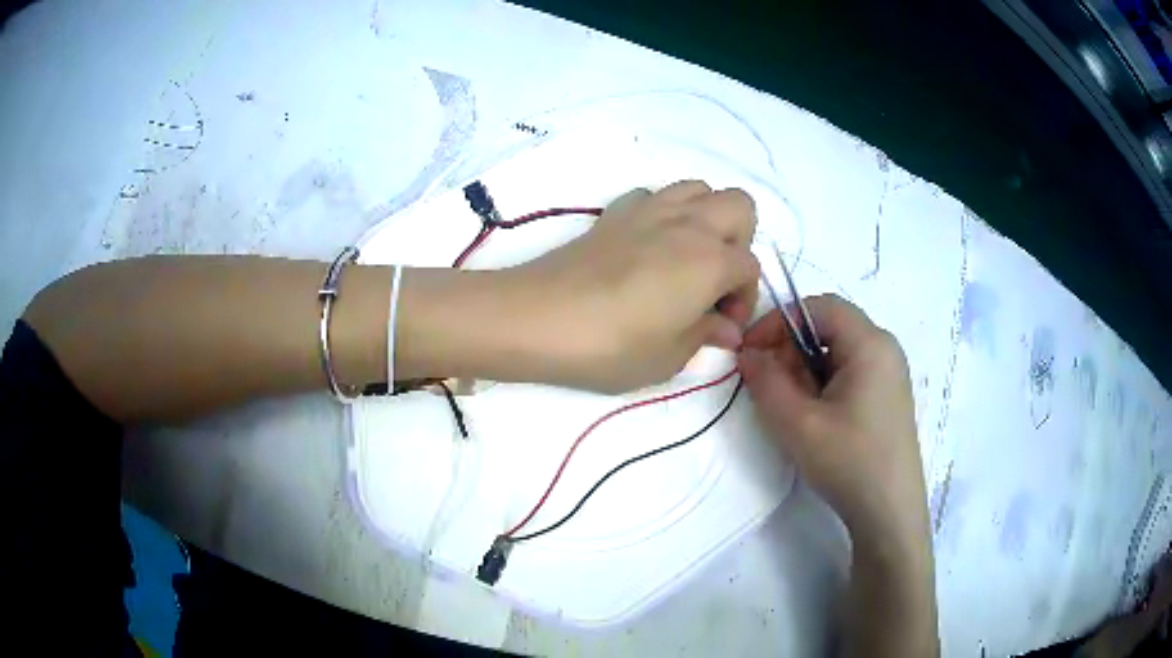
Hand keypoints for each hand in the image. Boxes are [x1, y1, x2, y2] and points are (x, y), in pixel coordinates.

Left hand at [500, 180, 759, 392]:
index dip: (743, 300)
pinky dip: (663, 213)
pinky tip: (648, 246)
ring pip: (699, 189)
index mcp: (711, 260)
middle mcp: (689, 224)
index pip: (750, 268)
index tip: (720, 327)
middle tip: (715, 282)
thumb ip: (705, 335)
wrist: (538, 318)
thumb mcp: (668, 357)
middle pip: (739, 206)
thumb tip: (725, 328)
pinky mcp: (616, 212)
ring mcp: (650, 210)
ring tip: (688, 259)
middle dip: (739, 242)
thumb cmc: (610, 346)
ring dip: (706, 218)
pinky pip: (655, 196)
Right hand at [736, 295, 927, 539]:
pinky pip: (850, 371)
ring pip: (838, 351)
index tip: (752, 350)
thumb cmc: (849, 462)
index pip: (820, 306)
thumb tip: (747, 353)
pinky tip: (815, 416)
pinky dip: (824, 382)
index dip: (780, 320)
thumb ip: (766, 382)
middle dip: (792, 347)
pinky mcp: (888, 395)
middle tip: (768, 383)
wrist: (889, 512)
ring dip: (806, 368)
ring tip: (790, 405)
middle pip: (830, 327)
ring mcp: (890, 373)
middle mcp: (885, 349)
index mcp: (870, 344)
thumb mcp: (798, 424)